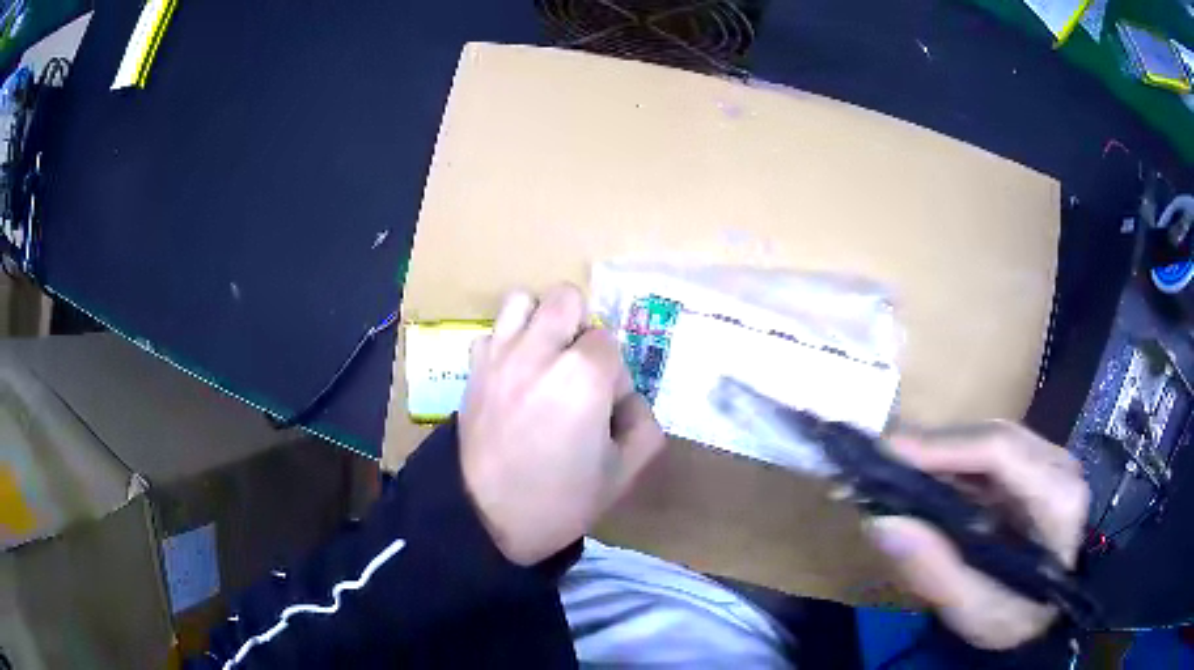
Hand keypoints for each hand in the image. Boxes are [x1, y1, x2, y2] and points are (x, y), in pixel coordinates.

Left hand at [459, 284, 665, 565]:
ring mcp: (499, 356)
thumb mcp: (623, 474)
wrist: (486, 519)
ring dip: (540, 322)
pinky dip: (506, 344)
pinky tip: (514, 377)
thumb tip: (628, 401)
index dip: (614, 374)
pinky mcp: (473, 370)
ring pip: (522, 300)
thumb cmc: (560, 501)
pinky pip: (491, 332)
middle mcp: (539, 352)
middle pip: (566, 298)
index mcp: (583, 376)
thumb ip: (644, 427)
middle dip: (580, 328)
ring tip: (545, 360)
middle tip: (579, 369)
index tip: (606, 407)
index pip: (609, 341)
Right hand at [865, 421, 1088, 649]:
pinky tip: (926, 478)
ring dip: (942, 453)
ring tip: (895, 470)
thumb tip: (881, 522)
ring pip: (990, 439)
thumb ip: (935, 571)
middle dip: (935, 446)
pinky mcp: (1035, 467)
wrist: (1049, 617)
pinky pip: (990, 454)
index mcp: (1058, 499)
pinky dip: (953, 464)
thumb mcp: (975, 612)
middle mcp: (1060, 465)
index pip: (1001, 451)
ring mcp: (1050, 461)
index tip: (889, 451)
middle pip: (994, 437)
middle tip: (880, 461)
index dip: (945, 445)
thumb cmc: (1019, 620)